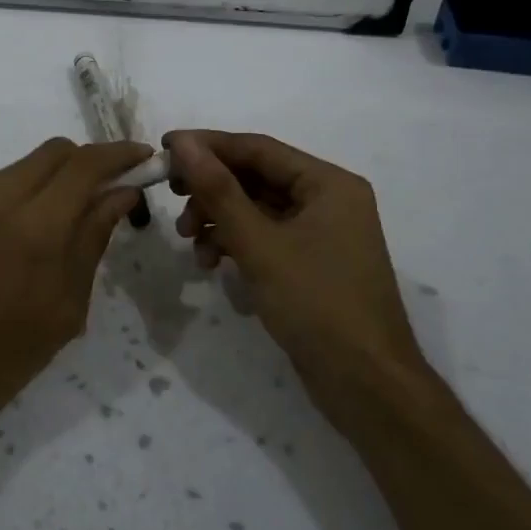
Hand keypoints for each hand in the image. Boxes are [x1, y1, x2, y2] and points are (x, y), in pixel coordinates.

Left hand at [0, 137, 152, 443]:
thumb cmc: (8, 353)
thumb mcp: (67, 304)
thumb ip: (94, 236)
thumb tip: (121, 192)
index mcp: (35, 227)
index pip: (86, 164)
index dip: (119, 153)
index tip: (140, 156)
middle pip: (52, 152)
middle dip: (83, 164)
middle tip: (96, 192)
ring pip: (15, 169)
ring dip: (39, 186)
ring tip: (36, 231)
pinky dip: (1, 200)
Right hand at [164, 129, 426, 417]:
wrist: (365, 385)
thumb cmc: (317, 304)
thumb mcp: (259, 244)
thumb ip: (219, 191)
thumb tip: (184, 144)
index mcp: (328, 183)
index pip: (258, 148)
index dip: (209, 145)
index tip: (164, 148)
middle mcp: (328, 199)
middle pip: (256, 177)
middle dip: (211, 187)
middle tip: (171, 195)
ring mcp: (320, 233)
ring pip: (256, 208)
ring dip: (218, 218)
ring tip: (187, 238)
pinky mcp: (310, 262)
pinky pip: (264, 236)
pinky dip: (234, 243)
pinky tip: (210, 262)